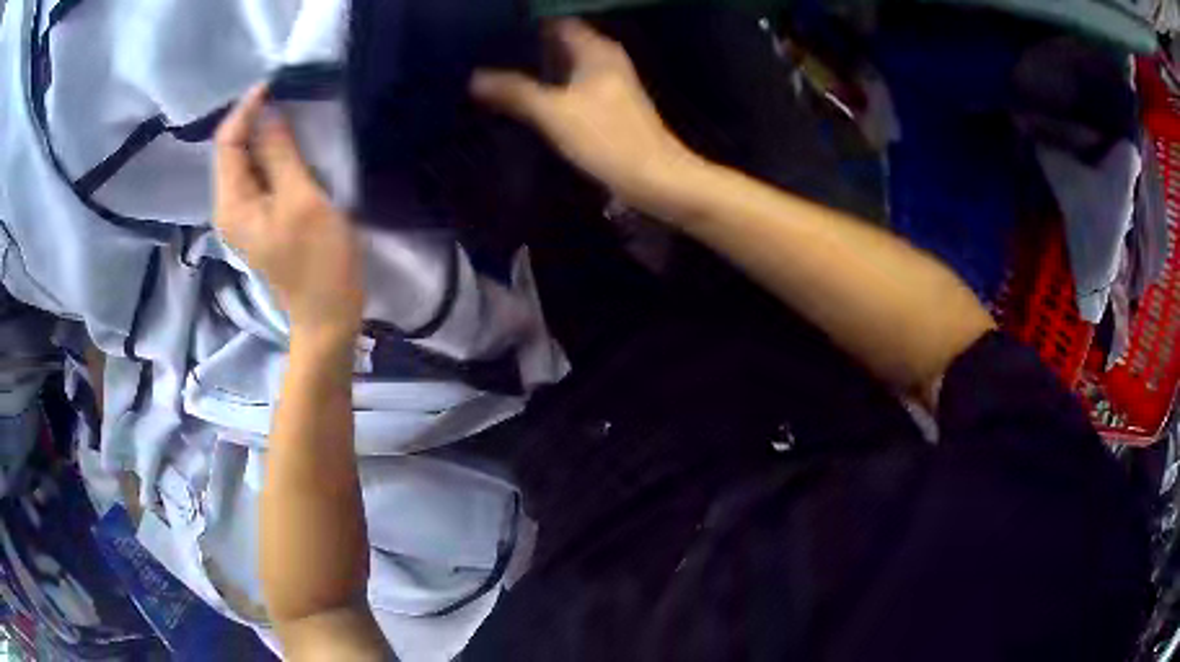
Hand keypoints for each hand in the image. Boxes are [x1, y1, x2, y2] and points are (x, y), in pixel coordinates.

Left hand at [213, 84, 363, 343]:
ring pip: (246, 163)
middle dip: (254, 120)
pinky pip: (259, 177)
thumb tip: (267, 112)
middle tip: (287, 95)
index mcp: (232, 204)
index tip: (275, 85)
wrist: (328, 316)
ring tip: (292, 114)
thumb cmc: (318, 261)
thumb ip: (280, 153)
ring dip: (265, 137)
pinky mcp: (261, 221)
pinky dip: (273, 156)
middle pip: (233, 152)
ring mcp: (244, 217)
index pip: (227, 143)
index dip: (246, 110)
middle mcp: (229, 208)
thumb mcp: (301, 199)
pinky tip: (293, 147)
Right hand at [470, 19, 702, 218]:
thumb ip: (515, 91)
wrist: (654, 179)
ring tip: (497, 76)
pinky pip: (572, 87)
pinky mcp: (608, 108)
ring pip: (565, 67)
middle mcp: (605, 59)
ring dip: (538, 71)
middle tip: (487, 57)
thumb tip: (475, 77)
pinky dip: (550, 90)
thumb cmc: (607, 138)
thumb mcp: (553, 113)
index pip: (558, 22)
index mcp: (597, 50)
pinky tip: (526, 101)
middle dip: (527, 48)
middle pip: (560, 44)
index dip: (527, 25)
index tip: (494, 33)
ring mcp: (609, 84)